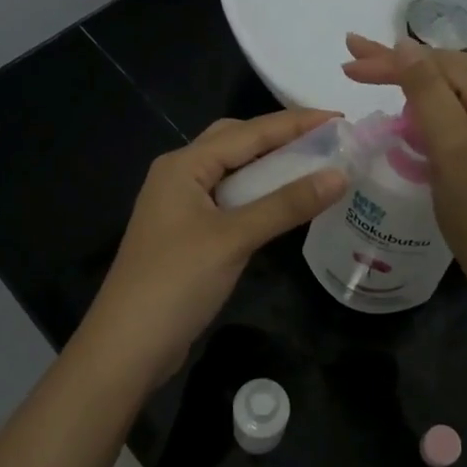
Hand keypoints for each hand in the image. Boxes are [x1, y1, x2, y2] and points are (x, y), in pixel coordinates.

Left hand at [79, 110, 347, 383]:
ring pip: (233, 172)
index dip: (296, 123)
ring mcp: (181, 206)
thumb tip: (340, 174)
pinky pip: (230, 200)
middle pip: (236, 142)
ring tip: (315, 167)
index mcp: (184, 165)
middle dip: (280, 137)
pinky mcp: (188, 233)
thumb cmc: (176, 283)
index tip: (340, 118)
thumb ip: (286, 204)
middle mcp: (180, 175)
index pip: (248, 131)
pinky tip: (284, 204)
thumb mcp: (234, 238)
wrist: (126, 348)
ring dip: (270, 167)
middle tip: (326, 141)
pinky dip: (259, 196)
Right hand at [343, 35, 466, 296]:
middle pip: (442, 72)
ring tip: (369, 74)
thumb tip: (404, 45)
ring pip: (444, 92)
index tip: (347, 64)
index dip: (390, 61)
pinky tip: (403, 111)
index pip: (437, 64)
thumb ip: (426, 92)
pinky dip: (421, 110)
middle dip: (396, 64)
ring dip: (407, 84)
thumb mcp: (451, 145)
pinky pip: (450, 115)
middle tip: (351, 58)